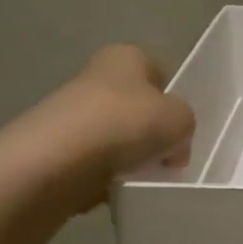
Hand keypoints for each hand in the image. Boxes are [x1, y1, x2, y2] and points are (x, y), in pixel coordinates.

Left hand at [25, 45, 196, 211]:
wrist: (57, 161)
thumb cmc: (125, 124)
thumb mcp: (180, 118)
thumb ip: (185, 123)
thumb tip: (171, 145)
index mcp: (125, 56)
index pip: (159, 74)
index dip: (173, 102)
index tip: (179, 130)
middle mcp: (96, 77)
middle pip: (138, 109)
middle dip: (153, 134)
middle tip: (167, 158)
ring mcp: (72, 113)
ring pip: (118, 138)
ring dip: (132, 158)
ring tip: (141, 176)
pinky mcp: (57, 148)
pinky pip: (96, 164)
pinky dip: (108, 177)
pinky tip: (115, 187)